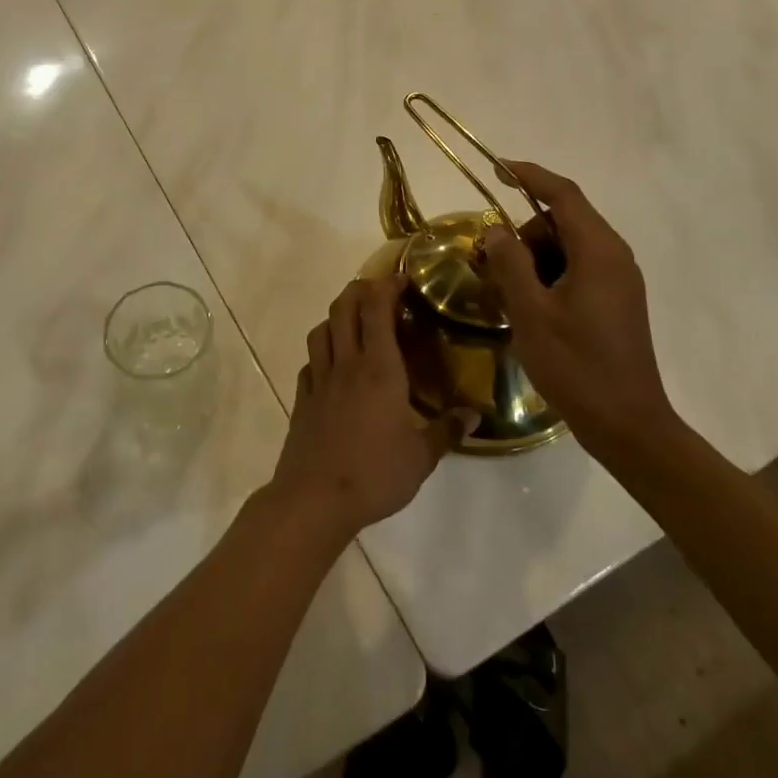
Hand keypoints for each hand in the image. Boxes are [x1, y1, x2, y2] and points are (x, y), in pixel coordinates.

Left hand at [267, 277, 474, 537]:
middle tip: (380, 292)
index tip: (402, 279)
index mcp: (378, 368)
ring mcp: (319, 379)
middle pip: (344, 308)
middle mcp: (346, 363)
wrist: (315, 498)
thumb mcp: (421, 457)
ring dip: (337, 316)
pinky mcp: (303, 398)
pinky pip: (310, 361)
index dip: (386, 286)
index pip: (376, 309)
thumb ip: (447, 431)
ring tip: (355, 322)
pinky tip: (333, 365)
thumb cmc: (374, 474)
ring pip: (322, 329)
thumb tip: (475, 415)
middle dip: (360, 290)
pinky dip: (322, 351)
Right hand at [478, 160, 679, 457]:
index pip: (563, 195)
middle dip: (522, 232)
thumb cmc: (576, 365)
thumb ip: (510, 263)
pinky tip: (528, 306)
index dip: (529, 176)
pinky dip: (547, 275)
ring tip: (505, 292)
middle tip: (488, 261)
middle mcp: (614, 257)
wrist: (627, 424)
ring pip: (567, 247)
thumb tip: (495, 230)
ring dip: (532, 258)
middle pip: (563, 221)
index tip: (496, 167)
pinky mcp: (616, 301)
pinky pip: (576, 270)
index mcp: (598, 251)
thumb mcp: (531, 312)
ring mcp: (618, 280)